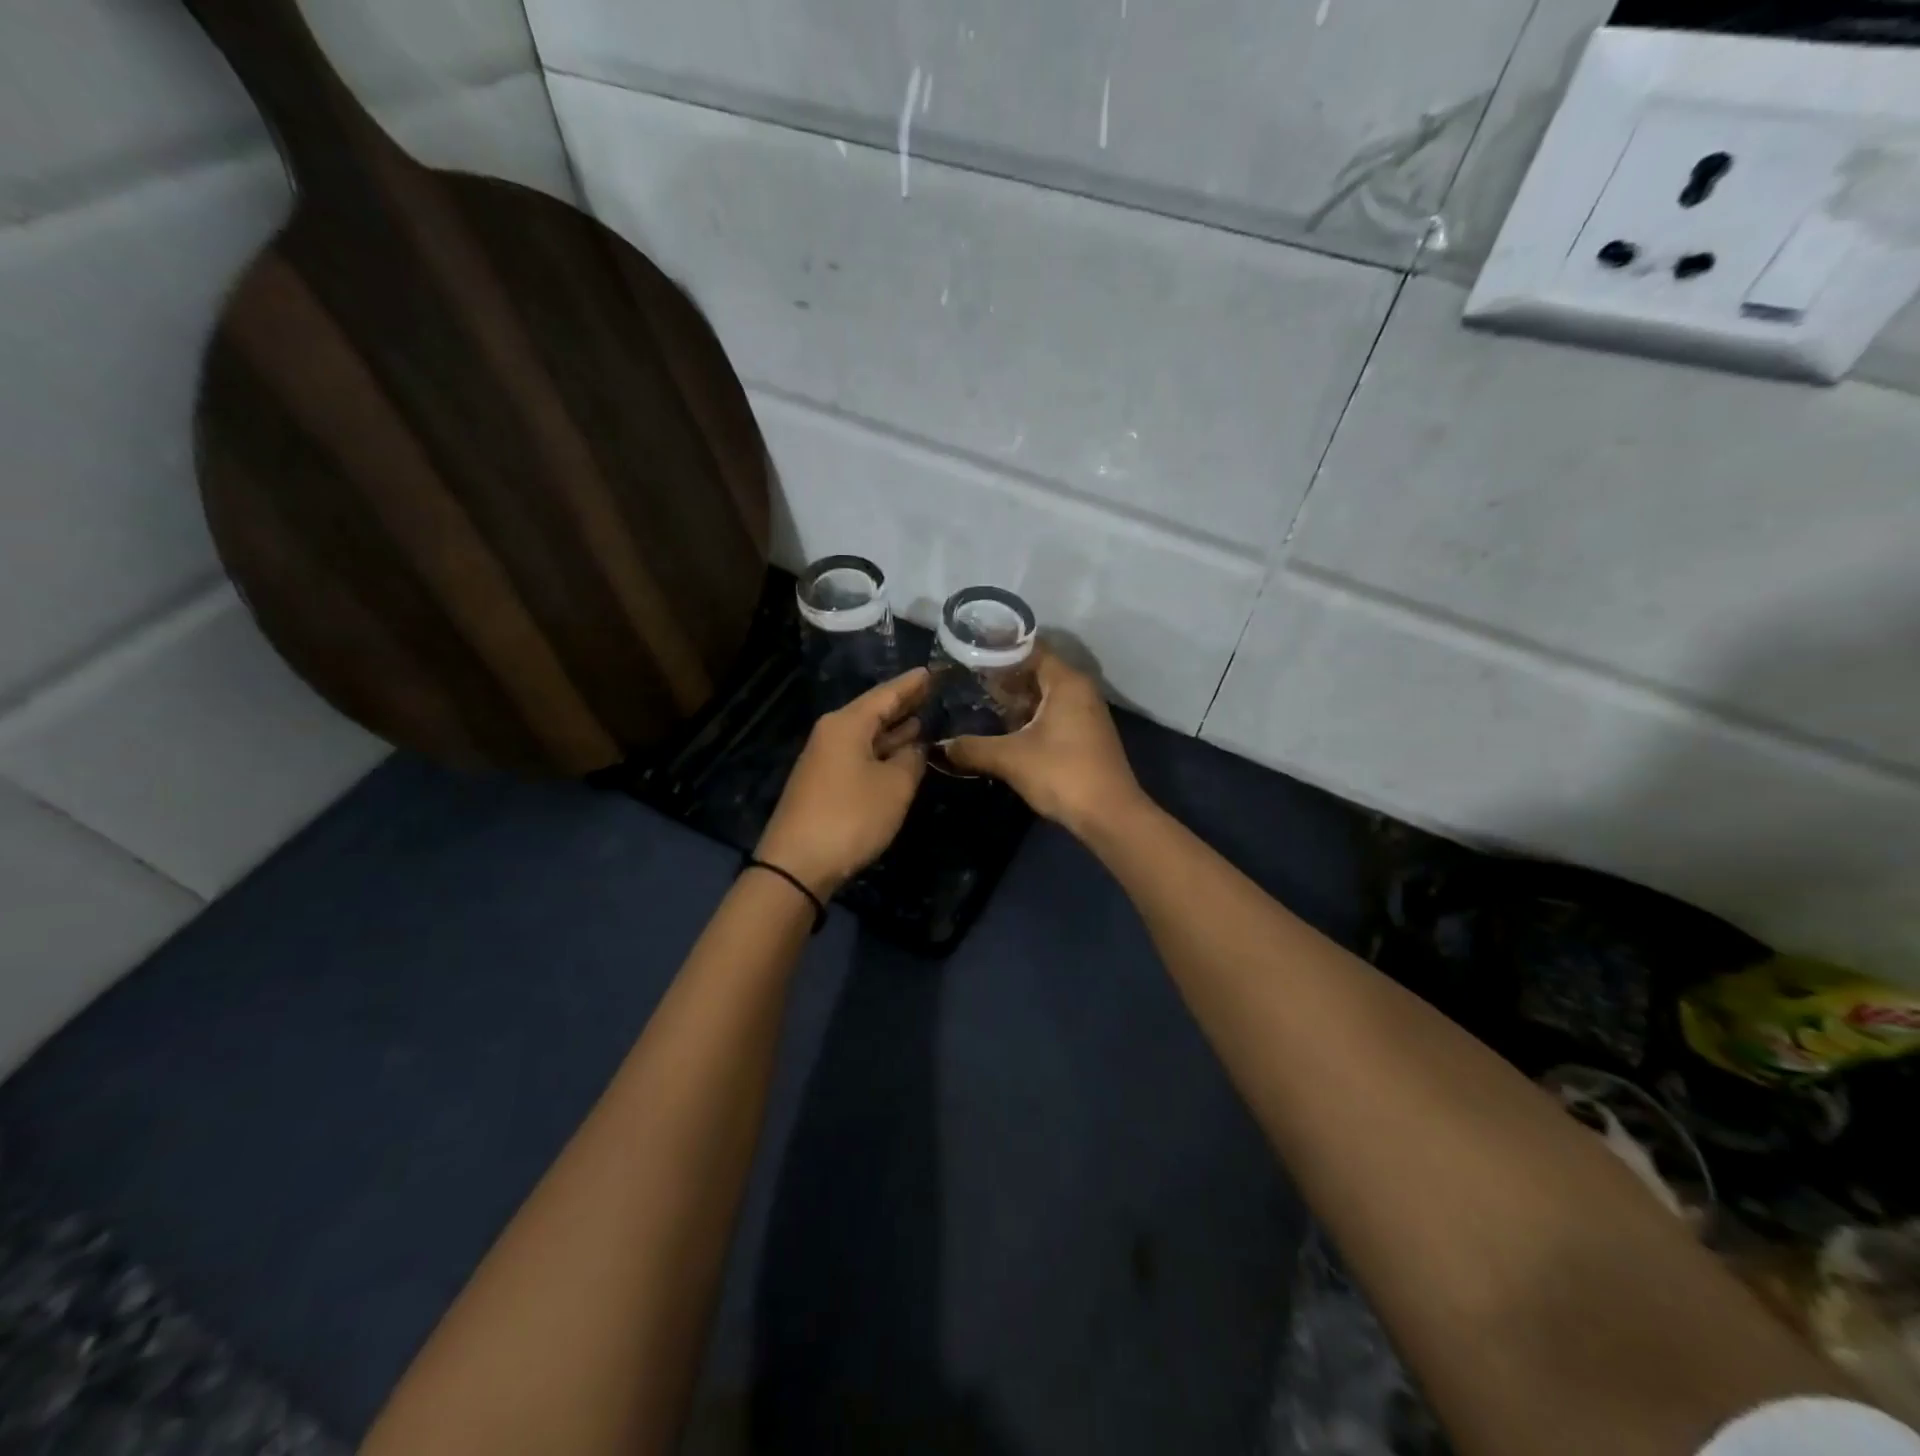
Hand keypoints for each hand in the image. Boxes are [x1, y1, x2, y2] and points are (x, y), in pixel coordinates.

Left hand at [755, 669, 930, 898]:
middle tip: (932, 691)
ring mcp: (826, 758)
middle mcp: (833, 733)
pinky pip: (859, 754)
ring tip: (922, 718)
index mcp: (847, 724)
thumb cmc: (851, 816)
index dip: (911, 684)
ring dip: (893, 729)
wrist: (797, 864)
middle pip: (873, 711)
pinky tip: (900, 752)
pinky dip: (882, 749)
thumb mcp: (895, 786)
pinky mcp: (824, 782)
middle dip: (903, 703)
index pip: (886, 694)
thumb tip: (916, 748)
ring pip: (866, 734)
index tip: (932, 670)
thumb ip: (912, 760)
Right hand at [943, 649, 1145, 837]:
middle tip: (967, 685)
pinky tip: (1005, 734)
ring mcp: (1086, 714)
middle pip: (1036, 673)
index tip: (969, 658)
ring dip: (1014, 703)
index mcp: (1066, 682)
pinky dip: (1029, 720)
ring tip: (978, 708)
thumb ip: (972, 748)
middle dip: (1002, 680)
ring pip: (1044, 697)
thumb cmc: (1062, 773)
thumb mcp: (1010, 759)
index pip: (1030, 650)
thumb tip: (941, 746)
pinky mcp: (1085, 736)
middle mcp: (1080, 690)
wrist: (1109, 815)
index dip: (998, 653)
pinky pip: (1052, 716)